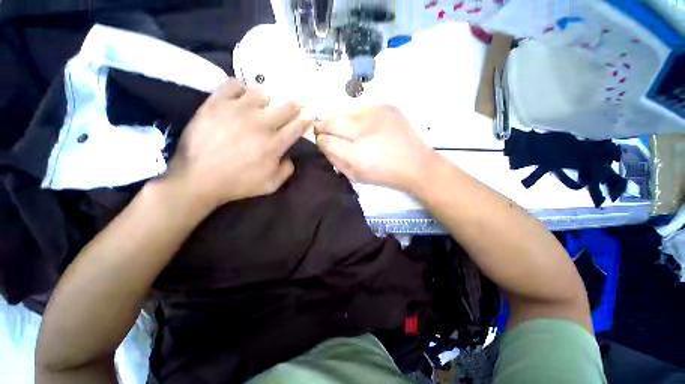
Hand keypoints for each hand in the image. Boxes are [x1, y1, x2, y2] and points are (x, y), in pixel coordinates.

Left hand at [164, 79, 310, 208]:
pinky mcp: (216, 103)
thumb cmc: (237, 183)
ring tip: (261, 106)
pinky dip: (240, 88)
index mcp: (274, 144)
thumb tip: (288, 157)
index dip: (305, 121)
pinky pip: (233, 84)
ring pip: (261, 93)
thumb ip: (286, 171)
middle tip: (291, 108)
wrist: (198, 178)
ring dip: (266, 100)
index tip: (307, 118)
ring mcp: (238, 110)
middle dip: (293, 107)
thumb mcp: (270, 185)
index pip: (297, 127)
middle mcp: (261, 124)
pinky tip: (239, 97)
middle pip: (285, 107)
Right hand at [314, 105, 438, 192]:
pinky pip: (362, 107)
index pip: (326, 140)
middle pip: (332, 121)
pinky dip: (356, 114)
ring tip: (342, 127)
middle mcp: (364, 130)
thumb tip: (322, 144)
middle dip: (323, 125)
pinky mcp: (387, 106)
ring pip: (345, 111)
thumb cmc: (384, 174)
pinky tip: (361, 123)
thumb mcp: (355, 175)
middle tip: (322, 129)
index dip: (320, 140)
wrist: (415, 164)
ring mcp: (377, 114)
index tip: (320, 140)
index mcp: (356, 155)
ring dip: (339, 119)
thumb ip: (335, 160)